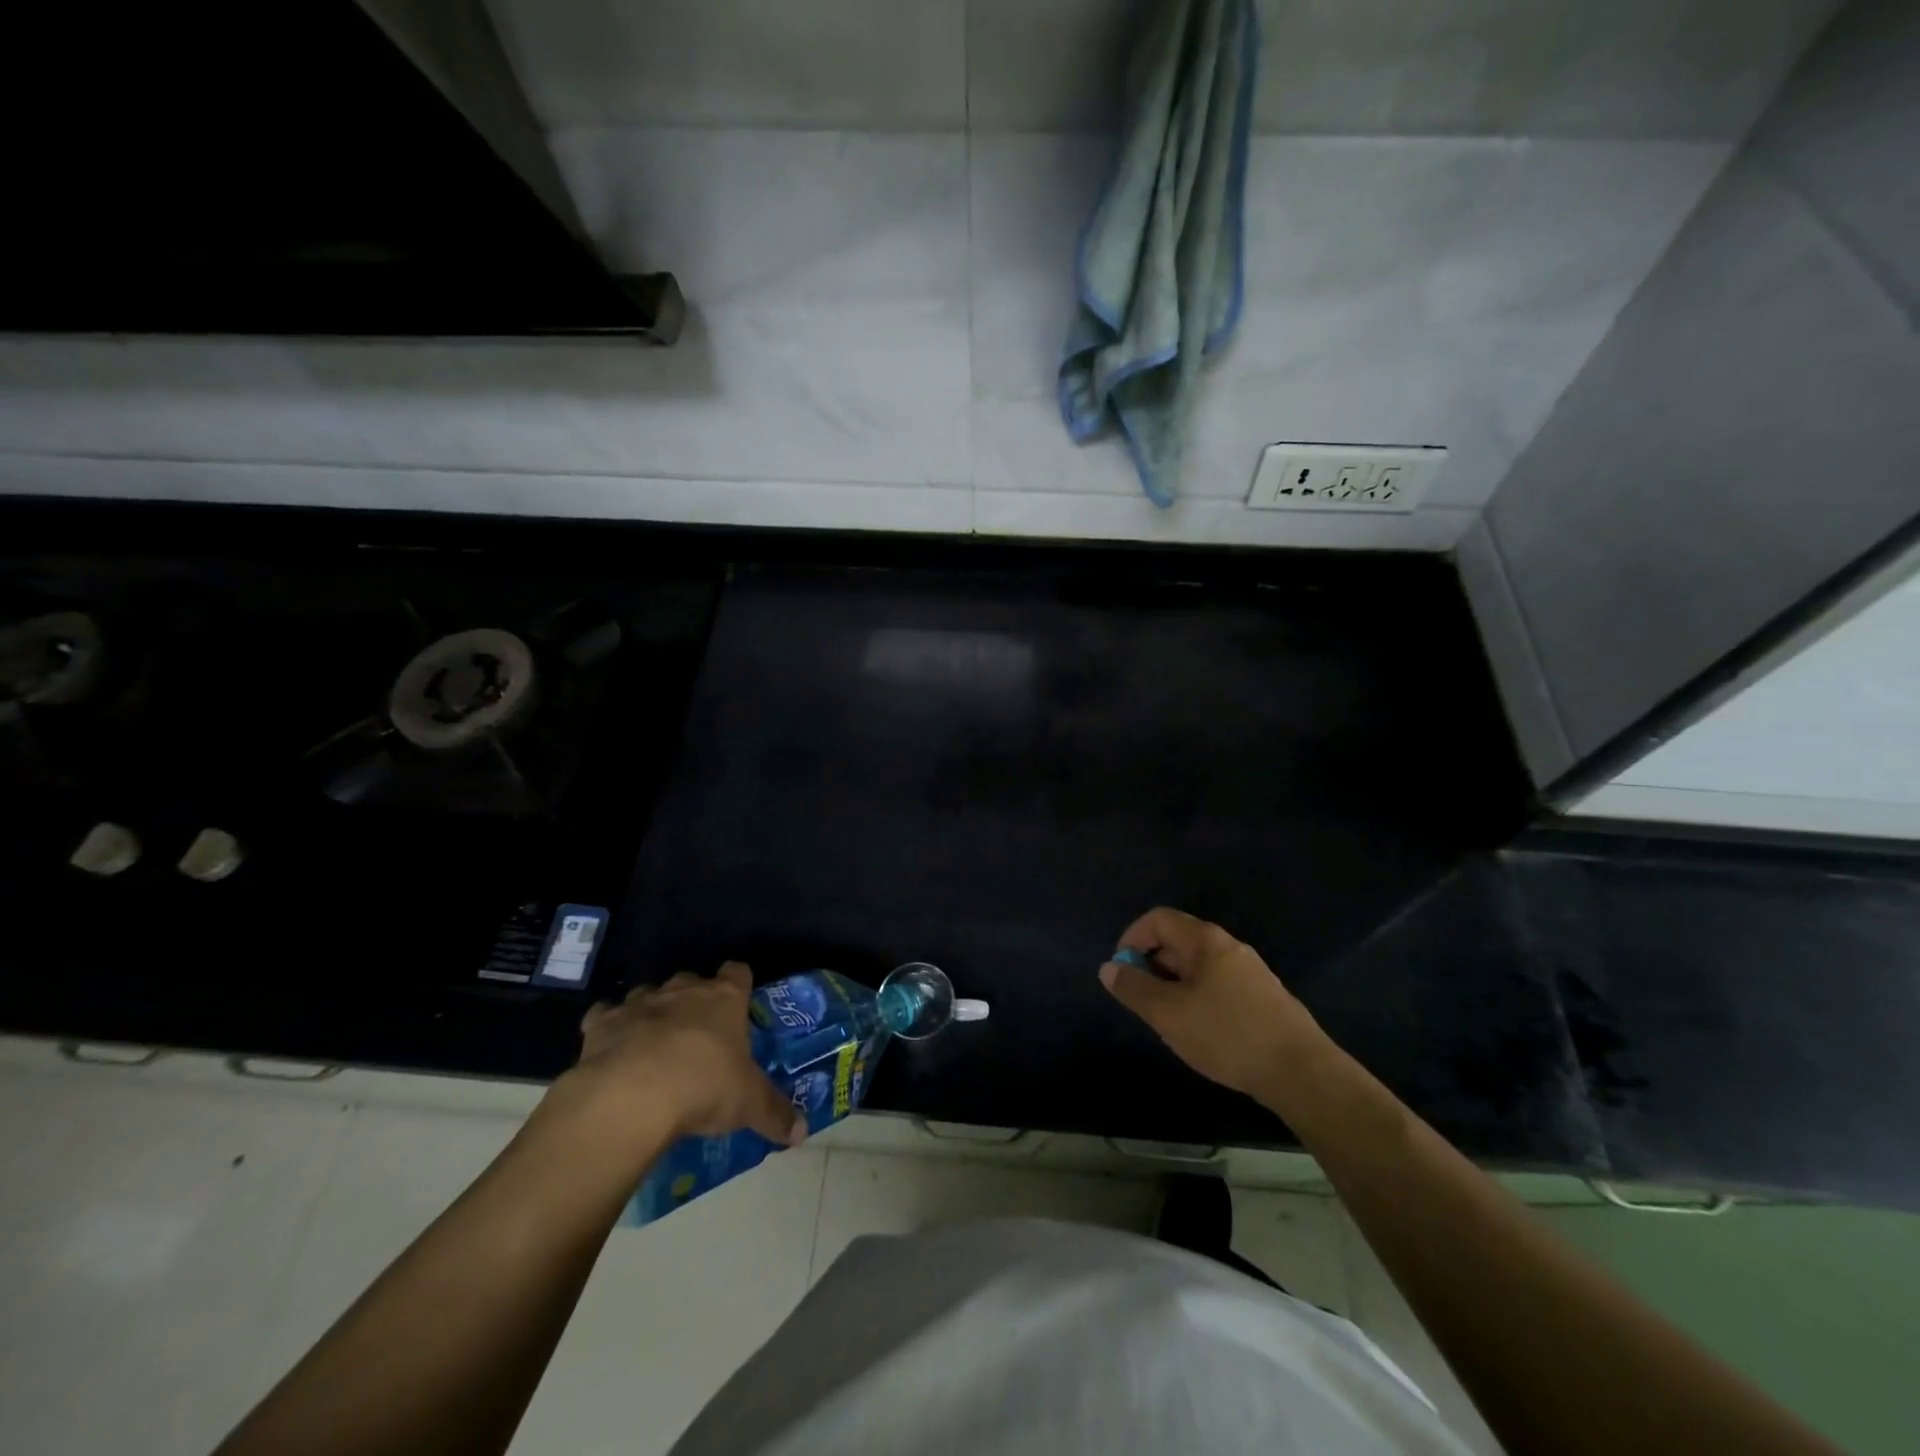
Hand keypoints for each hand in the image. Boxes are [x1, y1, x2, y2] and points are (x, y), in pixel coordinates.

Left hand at [559, 963, 806, 1151]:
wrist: (630, 1097)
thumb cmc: (702, 1086)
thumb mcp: (748, 1104)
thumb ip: (775, 1114)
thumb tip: (802, 1133)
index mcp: (724, 998)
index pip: (738, 972)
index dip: (739, 985)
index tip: (739, 1003)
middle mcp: (683, 991)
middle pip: (691, 980)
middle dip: (693, 1000)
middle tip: (698, 1034)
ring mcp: (640, 1003)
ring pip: (648, 994)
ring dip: (652, 1012)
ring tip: (653, 1044)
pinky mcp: (601, 1024)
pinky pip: (605, 1015)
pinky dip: (609, 1027)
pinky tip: (612, 1049)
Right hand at [1099, 907, 1324, 1099]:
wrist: (1302, 1072)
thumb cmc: (1227, 1034)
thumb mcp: (1169, 1014)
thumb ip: (1134, 989)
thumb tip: (1109, 968)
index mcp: (1205, 941)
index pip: (1158, 919)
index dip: (1132, 937)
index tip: (1121, 970)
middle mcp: (1229, 947)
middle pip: (1178, 941)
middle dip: (1152, 965)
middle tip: (1142, 1002)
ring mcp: (1250, 972)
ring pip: (1198, 967)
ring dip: (1174, 985)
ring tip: (1168, 1021)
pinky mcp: (1264, 998)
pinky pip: (1218, 985)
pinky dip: (1198, 998)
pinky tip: (1201, 1032)